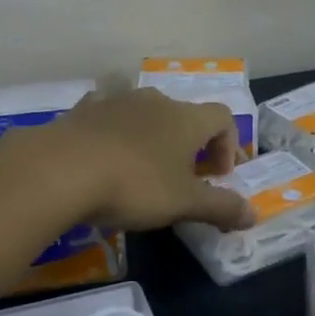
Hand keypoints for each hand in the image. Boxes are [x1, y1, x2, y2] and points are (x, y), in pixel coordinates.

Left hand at [44, 88, 254, 232]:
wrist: (60, 169)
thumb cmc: (134, 185)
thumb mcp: (183, 203)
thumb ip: (221, 207)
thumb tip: (254, 214)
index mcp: (185, 118)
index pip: (223, 117)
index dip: (229, 145)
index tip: (219, 177)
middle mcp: (154, 101)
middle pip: (184, 115)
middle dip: (190, 145)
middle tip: (182, 180)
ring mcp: (115, 101)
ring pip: (145, 114)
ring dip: (151, 138)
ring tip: (141, 172)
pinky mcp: (82, 111)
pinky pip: (108, 117)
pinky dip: (114, 134)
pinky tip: (103, 159)